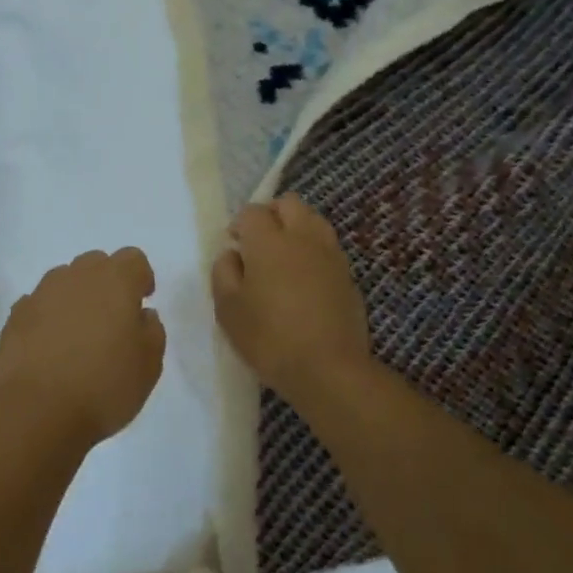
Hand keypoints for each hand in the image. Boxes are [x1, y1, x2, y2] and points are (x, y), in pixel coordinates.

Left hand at [0, 248, 166, 447]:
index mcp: (115, 281)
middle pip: (96, 263)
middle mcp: (76, 276)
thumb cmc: (103, 386)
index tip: (142, 302)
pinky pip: (39, 305)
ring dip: (76, 297)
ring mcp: (41, 294)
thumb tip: (142, 315)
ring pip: (65, 281)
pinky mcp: (15, 316)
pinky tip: (51, 347)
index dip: (141, 278)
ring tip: (79, 334)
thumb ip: (152, 331)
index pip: (133, 259)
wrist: (35, 411)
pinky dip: (48, 317)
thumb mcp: (149, 365)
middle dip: (107, 283)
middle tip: (112, 318)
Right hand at [211, 195, 370, 406]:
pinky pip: (328, 246)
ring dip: (296, 227)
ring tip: (284, 257)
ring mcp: (330, 254)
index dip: (239, 224)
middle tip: (259, 242)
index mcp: (268, 241)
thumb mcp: (228, 309)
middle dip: (271, 214)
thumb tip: (232, 254)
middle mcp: (302, 237)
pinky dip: (313, 250)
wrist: (329, 369)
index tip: (233, 246)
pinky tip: (304, 278)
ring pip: (313, 219)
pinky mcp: (348, 274)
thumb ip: (223, 272)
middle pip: (289, 203)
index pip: (252, 212)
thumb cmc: (269, 338)